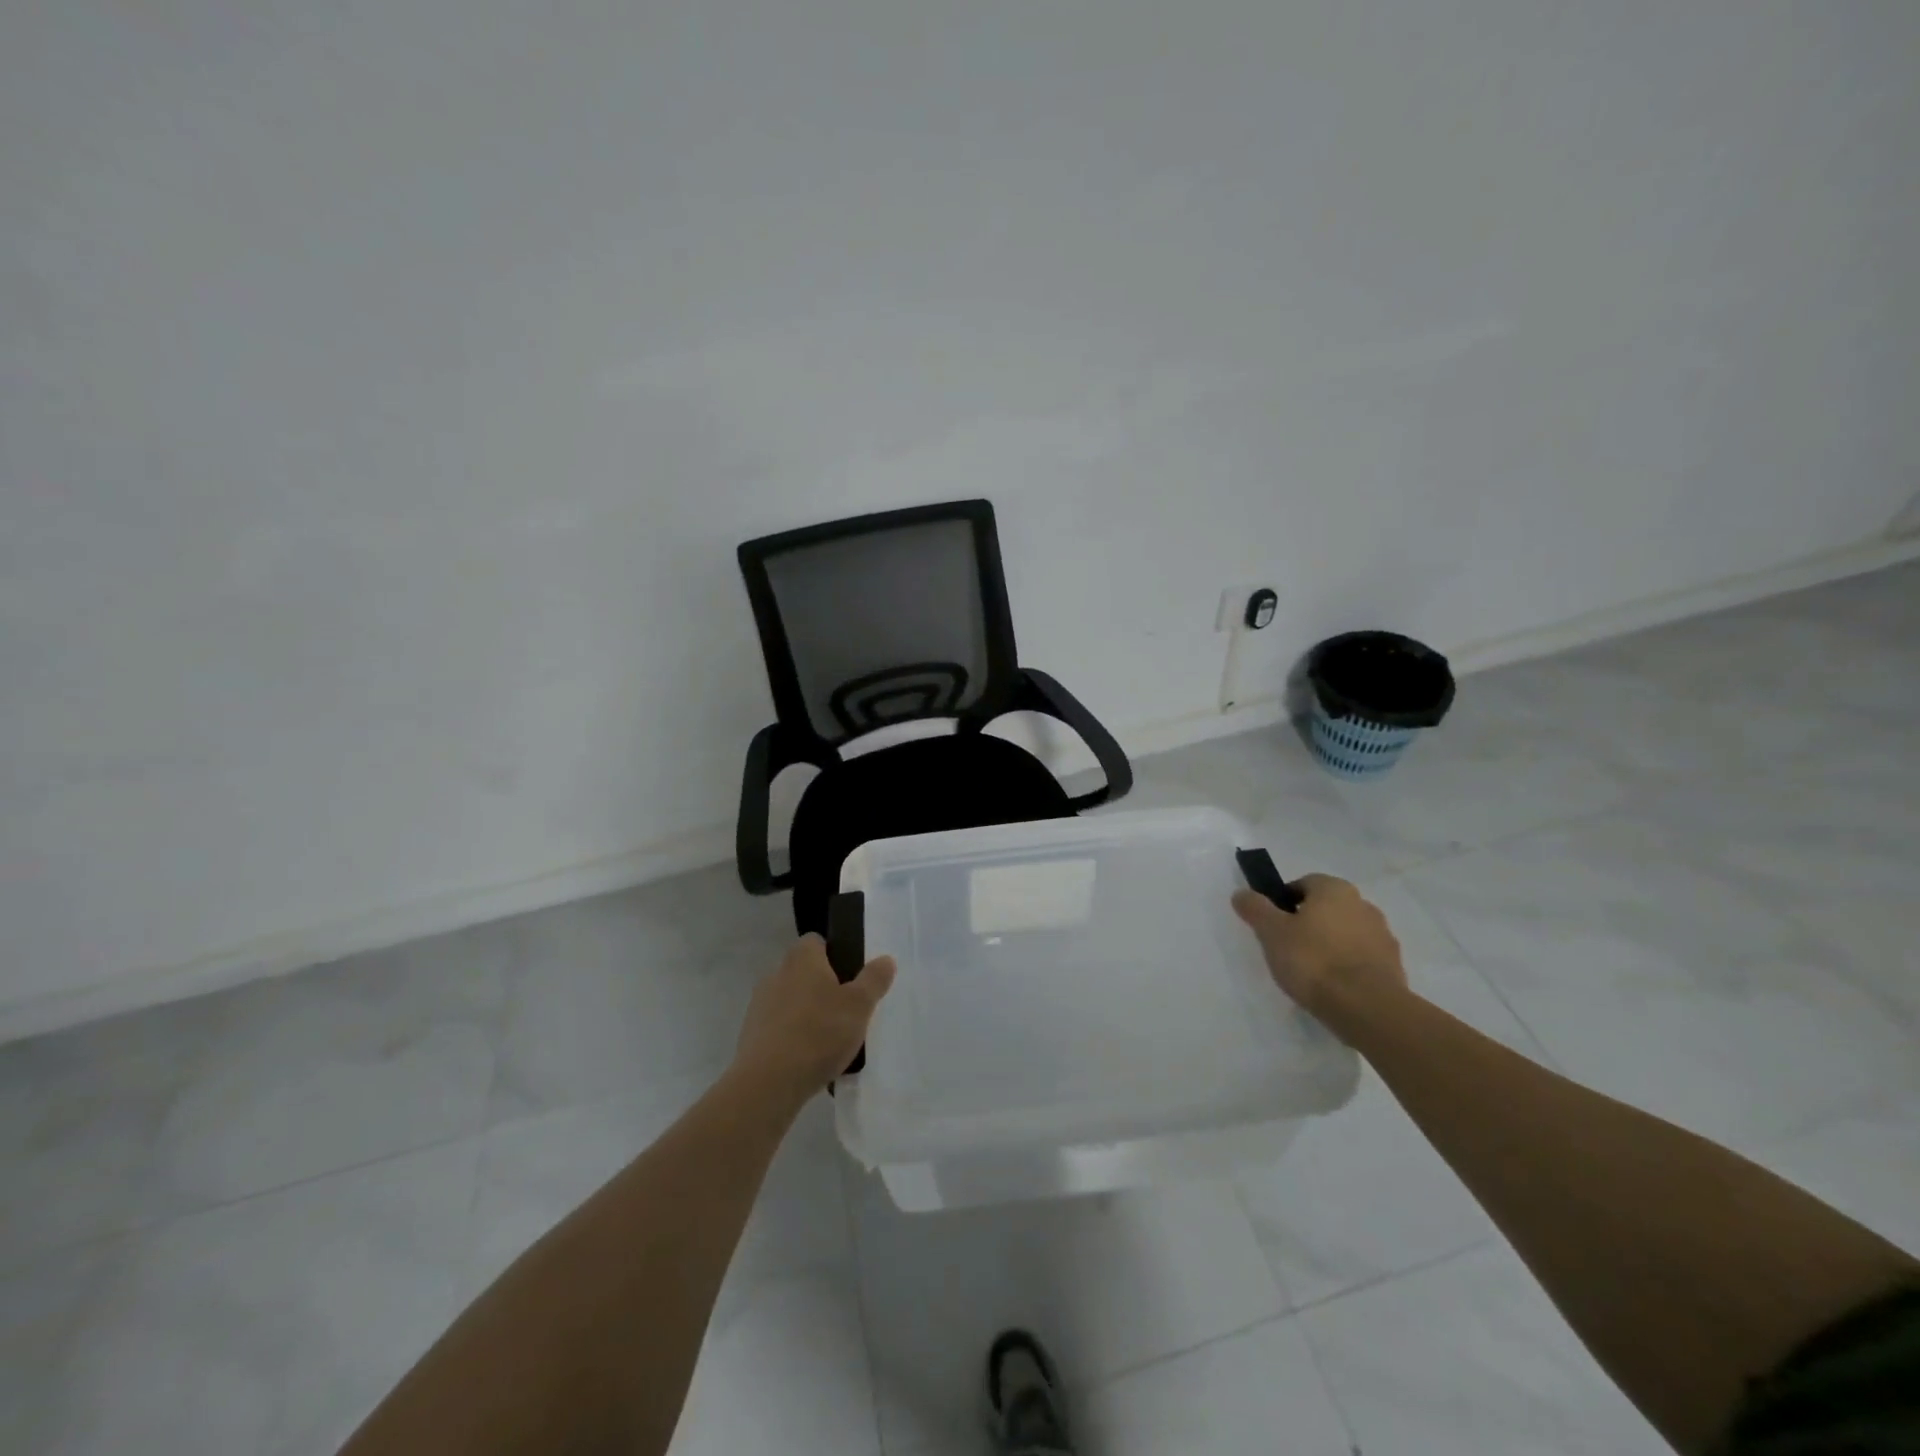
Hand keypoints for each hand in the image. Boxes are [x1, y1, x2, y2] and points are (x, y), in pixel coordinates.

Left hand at [732, 935, 896, 1104]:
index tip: (851, 975)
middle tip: (847, 1009)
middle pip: (804, 971)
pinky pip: (779, 1027)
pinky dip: (793, 1036)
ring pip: (791, 1000)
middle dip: (823, 986)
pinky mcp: (751, 1034)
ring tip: (830, 1039)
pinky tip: (809, 1058)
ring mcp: (760, 1005)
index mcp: (801, 958)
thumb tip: (886, 959)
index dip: (834, 953)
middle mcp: (776, 974)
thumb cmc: (819, 1033)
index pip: (816, 941)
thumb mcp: (859, 1005)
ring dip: (807, 1012)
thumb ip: (874, 979)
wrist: (768, 1083)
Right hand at [1232, 874, 1407, 1044]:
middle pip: (1326, 908)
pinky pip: (1362, 958)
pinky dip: (1348, 966)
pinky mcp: (1394, 966)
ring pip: (1346, 933)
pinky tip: (1333, 986)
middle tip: (1288, 948)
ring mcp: (1383, 936)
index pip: (1303, 884)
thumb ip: (1255, 909)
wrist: (1367, 1008)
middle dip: (1308, 923)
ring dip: (1330, 945)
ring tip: (1311, 972)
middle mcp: (1363, 904)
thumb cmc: (1313, 960)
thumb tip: (1242, 893)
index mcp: (1334, 889)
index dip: (1284, 902)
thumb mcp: (1271, 932)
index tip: (1273, 926)